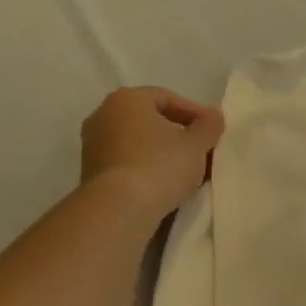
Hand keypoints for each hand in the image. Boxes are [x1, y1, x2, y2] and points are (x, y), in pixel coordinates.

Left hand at [80, 86, 223, 213]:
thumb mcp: (196, 145)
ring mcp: (93, 144)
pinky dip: (146, 167)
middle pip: (150, 120)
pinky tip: (164, 183)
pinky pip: (126, 162)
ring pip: (137, 142)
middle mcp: (104, 114)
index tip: (214, 130)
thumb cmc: (161, 165)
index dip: (195, 112)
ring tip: (185, 170)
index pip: (167, 98)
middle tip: (201, 149)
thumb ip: (208, 126)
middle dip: (177, 133)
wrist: (119, 207)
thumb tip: (213, 117)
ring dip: (161, 152)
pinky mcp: (91, 171)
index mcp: (127, 99)